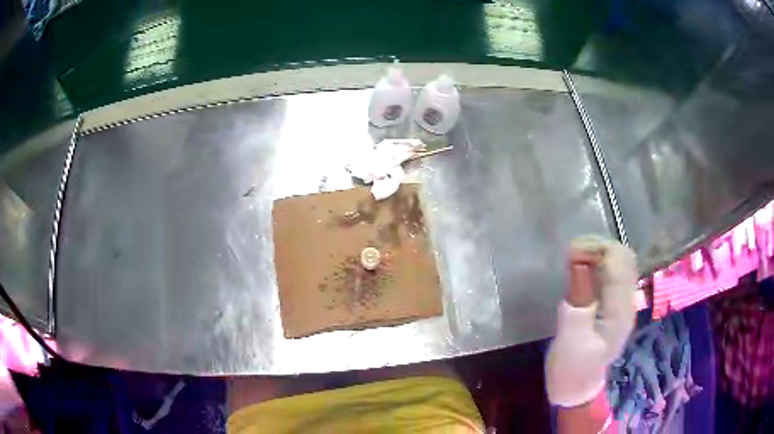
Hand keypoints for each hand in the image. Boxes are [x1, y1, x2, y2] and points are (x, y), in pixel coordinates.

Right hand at [545, 236, 636, 407]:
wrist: (578, 388)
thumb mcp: (571, 340)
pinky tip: (581, 269)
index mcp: (620, 311)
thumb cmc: (572, 369)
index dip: (597, 249)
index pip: (619, 263)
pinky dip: (597, 263)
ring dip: (598, 253)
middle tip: (571, 254)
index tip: (570, 254)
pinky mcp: (614, 303)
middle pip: (623, 257)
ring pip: (620, 262)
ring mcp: (622, 302)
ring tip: (574, 258)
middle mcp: (627, 301)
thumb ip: (578, 302)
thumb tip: (579, 264)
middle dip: (598, 247)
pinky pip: (612, 272)